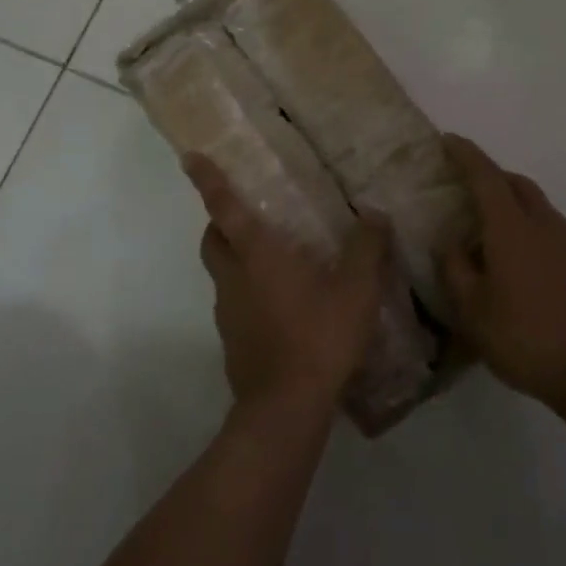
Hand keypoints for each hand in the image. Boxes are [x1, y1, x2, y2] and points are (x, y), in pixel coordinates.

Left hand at [184, 154, 388, 414]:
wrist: (286, 409)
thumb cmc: (319, 337)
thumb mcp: (356, 290)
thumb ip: (367, 249)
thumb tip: (375, 215)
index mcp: (257, 255)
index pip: (225, 207)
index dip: (208, 180)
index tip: (191, 157)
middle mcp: (233, 278)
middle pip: (212, 239)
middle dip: (219, 221)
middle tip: (246, 214)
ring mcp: (228, 312)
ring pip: (222, 273)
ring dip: (236, 259)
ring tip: (275, 262)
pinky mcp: (232, 341)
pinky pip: (234, 304)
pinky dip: (248, 294)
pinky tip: (281, 307)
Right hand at [440, 134, 565, 412]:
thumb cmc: (526, 338)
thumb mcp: (472, 311)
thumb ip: (455, 270)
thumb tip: (450, 244)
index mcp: (512, 229)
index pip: (486, 178)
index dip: (466, 156)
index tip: (448, 140)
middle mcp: (544, 226)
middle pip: (517, 184)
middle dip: (491, 174)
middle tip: (467, 183)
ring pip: (538, 206)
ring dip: (513, 201)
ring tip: (490, 223)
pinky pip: (551, 231)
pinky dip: (530, 227)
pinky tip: (519, 260)